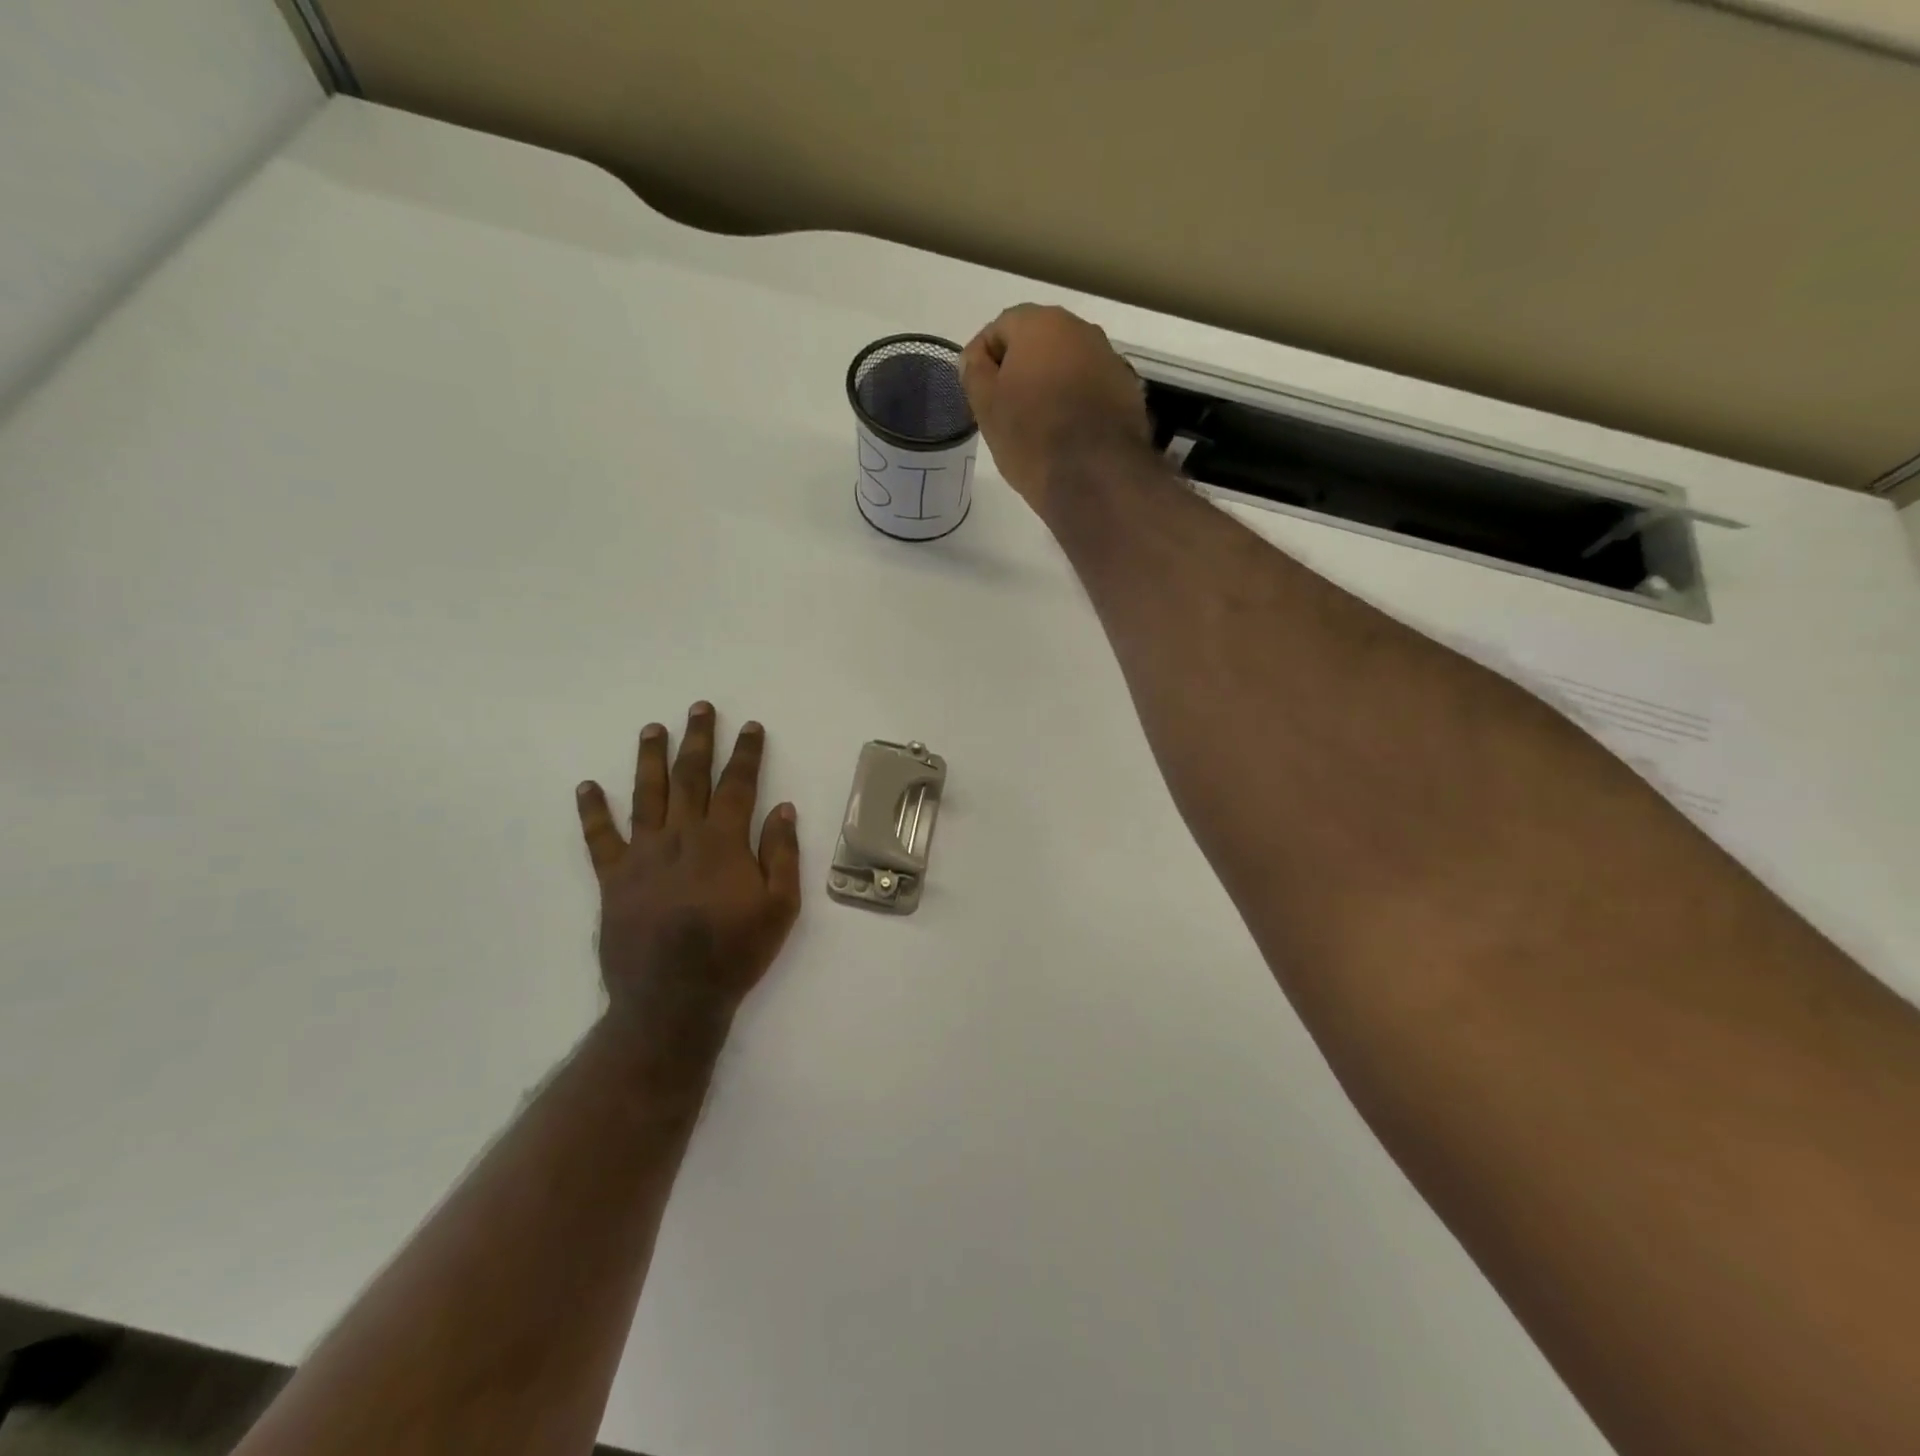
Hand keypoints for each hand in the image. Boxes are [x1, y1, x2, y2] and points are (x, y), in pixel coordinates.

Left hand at [575, 704, 801, 1049]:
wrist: (673, 999)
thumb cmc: (735, 953)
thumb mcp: (780, 907)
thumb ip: (782, 854)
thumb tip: (784, 808)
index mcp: (723, 842)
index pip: (737, 785)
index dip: (746, 753)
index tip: (750, 726)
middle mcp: (681, 837)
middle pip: (690, 777)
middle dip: (697, 740)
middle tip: (699, 708)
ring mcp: (643, 855)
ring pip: (646, 795)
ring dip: (650, 758)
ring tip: (652, 728)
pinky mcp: (614, 879)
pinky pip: (600, 838)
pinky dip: (593, 811)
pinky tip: (587, 786)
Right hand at [959, 304, 1155, 518]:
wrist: (1095, 477)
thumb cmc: (1031, 437)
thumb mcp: (987, 408)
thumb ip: (975, 374)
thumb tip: (974, 358)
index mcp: (1041, 324)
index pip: (1000, 328)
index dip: (983, 359)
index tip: (977, 392)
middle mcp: (1081, 329)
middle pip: (1038, 343)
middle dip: (1019, 369)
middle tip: (1004, 408)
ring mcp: (1110, 359)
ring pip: (1068, 365)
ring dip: (1050, 384)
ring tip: (1037, 424)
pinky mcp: (1128, 391)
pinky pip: (1091, 388)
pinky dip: (1077, 402)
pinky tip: (1067, 434)